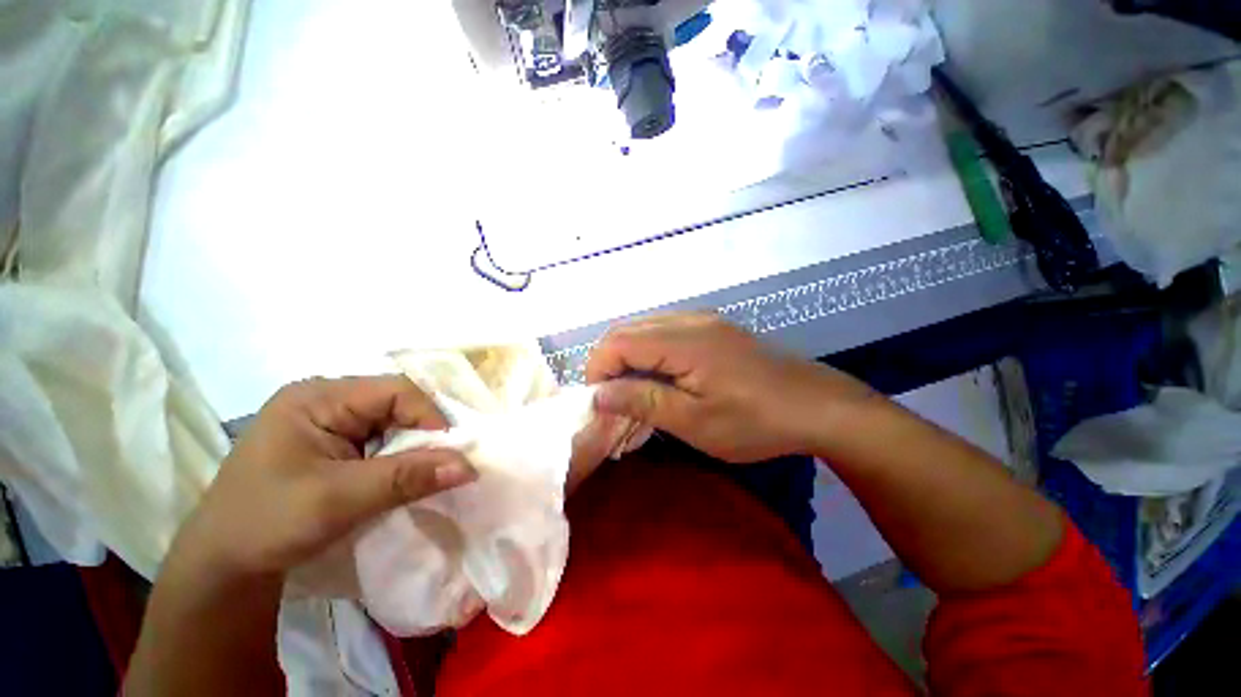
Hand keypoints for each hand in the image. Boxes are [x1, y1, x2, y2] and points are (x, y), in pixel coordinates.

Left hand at [174, 376, 477, 578]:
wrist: (222, 569)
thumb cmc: (267, 523)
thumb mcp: (339, 499)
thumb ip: (407, 478)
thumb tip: (470, 466)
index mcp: (318, 397)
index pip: (396, 391)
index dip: (430, 416)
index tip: (450, 453)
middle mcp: (326, 401)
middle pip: (397, 405)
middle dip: (424, 434)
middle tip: (444, 465)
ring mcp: (329, 423)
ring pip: (393, 424)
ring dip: (414, 449)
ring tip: (427, 474)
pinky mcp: (333, 446)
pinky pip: (382, 442)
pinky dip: (400, 459)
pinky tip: (405, 477)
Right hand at [586, 313, 874, 462]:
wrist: (818, 406)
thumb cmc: (757, 421)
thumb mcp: (695, 421)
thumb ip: (643, 402)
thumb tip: (599, 394)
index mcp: (683, 341)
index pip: (617, 341)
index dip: (598, 370)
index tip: (601, 403)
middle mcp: (689, 320)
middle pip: (627, 330)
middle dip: (610, 364)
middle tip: (615, 401)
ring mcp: (703, 320)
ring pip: (645, 330)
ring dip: (629, 359)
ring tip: (636, 393)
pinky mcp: (713, 328)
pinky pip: (665, 333)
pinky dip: (650, 354)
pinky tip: (661, 379)